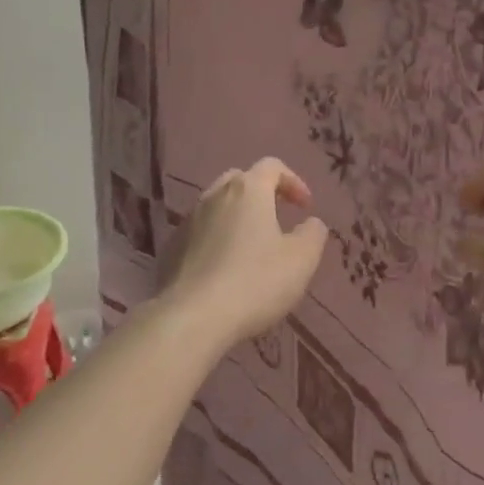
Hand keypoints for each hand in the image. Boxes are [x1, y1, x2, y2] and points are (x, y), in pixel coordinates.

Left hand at [160, 158, 329, 347]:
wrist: (192, 318)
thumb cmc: (255, 282)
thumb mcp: (301, 259)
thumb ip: (313, 234)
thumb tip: (311, 223)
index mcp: (248, 191)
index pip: (272, 166)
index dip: (293, 181)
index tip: (305, 208)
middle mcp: (214, 197)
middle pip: (240, 180)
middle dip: (262, 194)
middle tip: (277, 218)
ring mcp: (187, 222)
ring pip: (216, 207)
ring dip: (237, 218)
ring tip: (251, 247)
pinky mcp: (170, 249)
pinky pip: (199, 233)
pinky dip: (216, 240)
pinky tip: (225, 269)